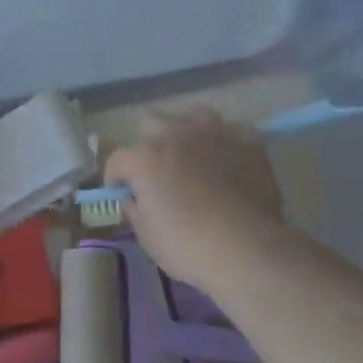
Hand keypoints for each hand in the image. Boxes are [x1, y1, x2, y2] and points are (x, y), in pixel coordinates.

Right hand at [104, 107, 288, 290]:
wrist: (247, 248)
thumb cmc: (188, 246)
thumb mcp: (147, 236)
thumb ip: (135, 210)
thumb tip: (133, 199)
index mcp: (144, 158)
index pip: (117, 159)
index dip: (115, 176)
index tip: (119, 190)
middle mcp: (175, 135)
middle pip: (151, 123)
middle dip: (148, 143)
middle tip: (156, 168)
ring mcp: (213, 133)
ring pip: (192, 114)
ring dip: (186, 130)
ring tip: (192, 151)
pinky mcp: (246, 141)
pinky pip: (232, 130)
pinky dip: (226, 141)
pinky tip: (228, 157)